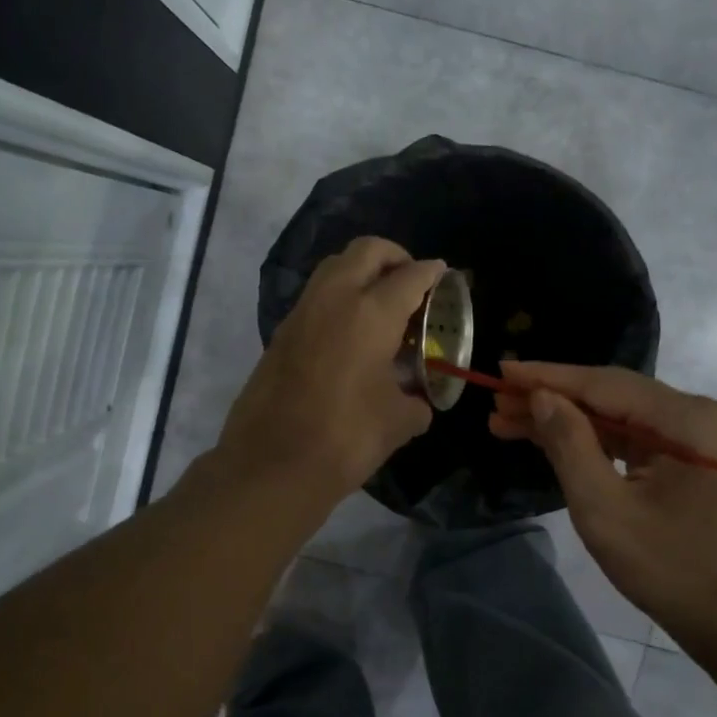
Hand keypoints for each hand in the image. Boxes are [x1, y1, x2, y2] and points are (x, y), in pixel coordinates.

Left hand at [217, 237, 446, 505]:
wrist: (271, 465)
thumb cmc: (345, 439)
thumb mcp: (398, 422)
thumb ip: (416, 400)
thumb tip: (418, 399)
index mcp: (370, 314)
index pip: (409, 276)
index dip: (432, 272)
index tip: (444, 275)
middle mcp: (334, 299)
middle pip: (367, 251)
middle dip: (395, 256)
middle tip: (412, 281)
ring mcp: (302, 312)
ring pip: (335, 267)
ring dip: (362, 272)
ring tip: (383, 304)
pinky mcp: (282, 332)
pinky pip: (317, 295)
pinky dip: (339, 296)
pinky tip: (353, 333)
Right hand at [488, 361, 716, 647]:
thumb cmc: (672, 570)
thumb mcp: (606, 510)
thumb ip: (570, 445)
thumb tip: (541, 397)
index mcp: (688, 419)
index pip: (604, 384)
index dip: (547, 377)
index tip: (501, 371)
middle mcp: (699, 414)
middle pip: (612, 395)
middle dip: (552, 400)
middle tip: (498, 406)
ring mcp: (701, 436)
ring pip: (620, 416)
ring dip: (568, 420)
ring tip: (510, 422)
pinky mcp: (695, 458)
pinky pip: (635, 437)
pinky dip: (594, 440)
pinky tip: (553, 440)